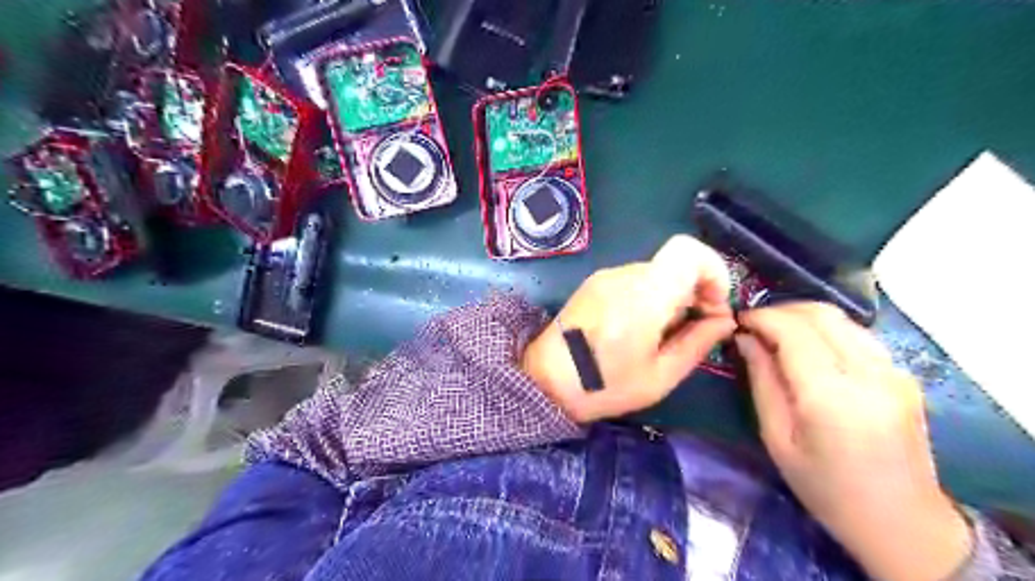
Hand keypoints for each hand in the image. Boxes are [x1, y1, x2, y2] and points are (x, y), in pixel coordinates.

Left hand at [527, 234, 735, 421]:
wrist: (544, 380)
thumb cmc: (602, 385)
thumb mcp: (659, 376)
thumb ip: (697, 343)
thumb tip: (724, 319)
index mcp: (643, 296)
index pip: (689, 251)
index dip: (713, 271)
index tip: (713, 305)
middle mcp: (624, 275)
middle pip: (675, 265)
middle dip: (695, 291)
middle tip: (693, 329)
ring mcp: (606, 276)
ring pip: (656, 273)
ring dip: (671, 297)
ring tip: (660, 335)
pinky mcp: (595, 283)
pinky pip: (635, 280)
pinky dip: (650, 297)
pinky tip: (638, 329)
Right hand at [735, 303, 970, 579]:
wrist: (902, 523)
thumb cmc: (826, 488)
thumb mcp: (777, 438)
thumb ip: (762, 380)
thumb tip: (746, 338)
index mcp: (831, 396)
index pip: (793, 330)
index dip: (761, 317)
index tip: (738, 321)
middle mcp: (869, 374)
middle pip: (820, 314)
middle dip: (780, 311)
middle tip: (753, 326)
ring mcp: (894, 372)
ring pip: (841, 319)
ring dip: (803, 316)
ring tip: (776, 334)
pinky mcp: (903, 375)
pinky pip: (857, 334)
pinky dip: (826, 329)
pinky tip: (809, 347)